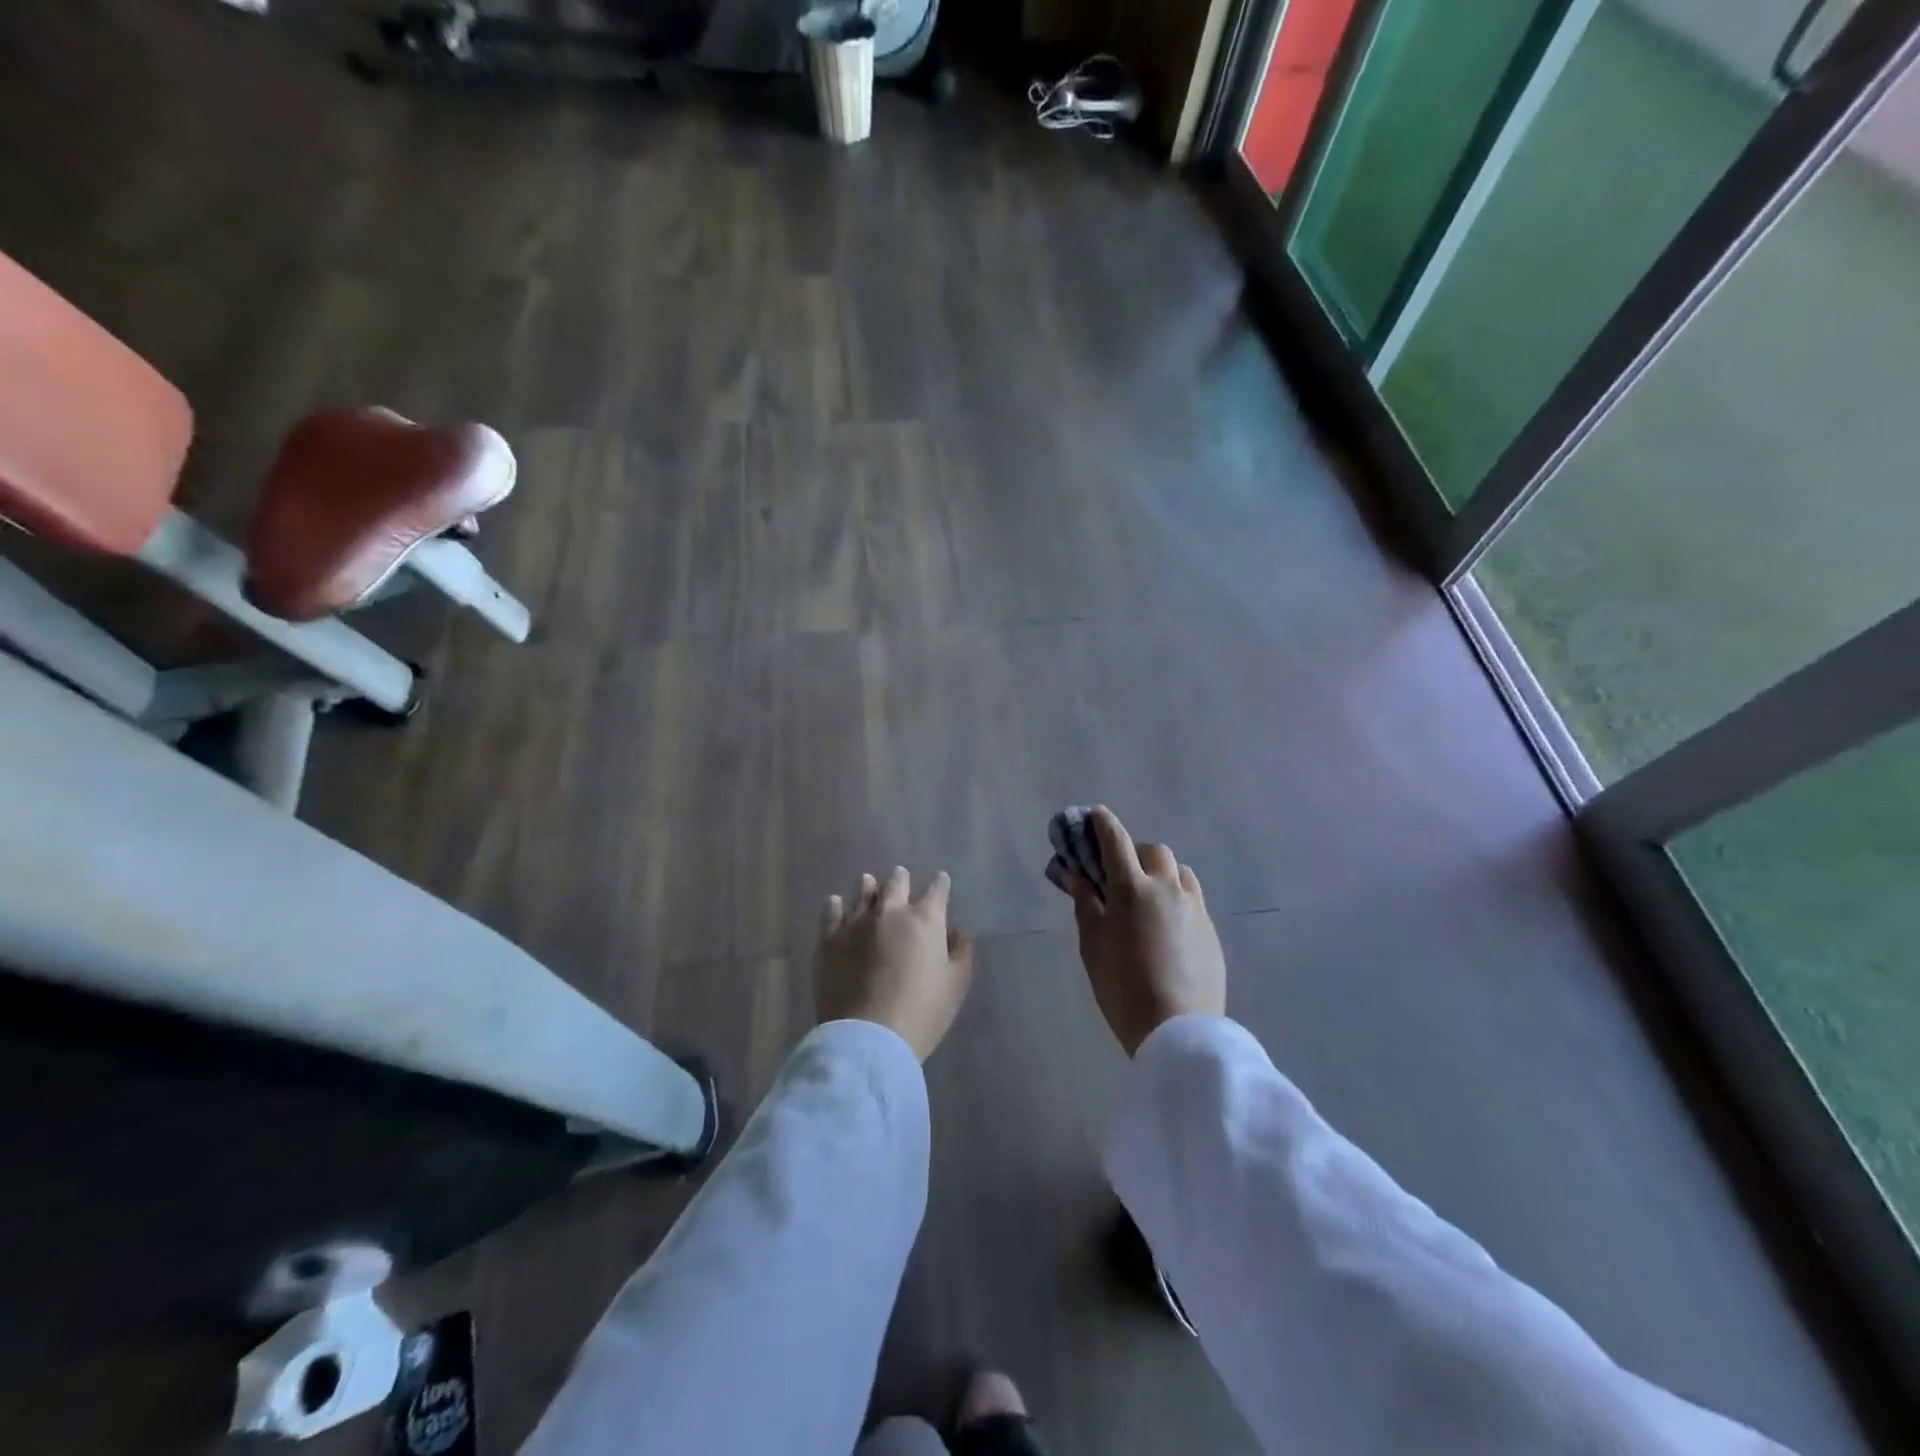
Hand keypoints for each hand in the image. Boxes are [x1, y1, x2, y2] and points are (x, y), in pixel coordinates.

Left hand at [813, 867, 974, 1061]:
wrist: (869, 1035)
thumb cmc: (922, 1012)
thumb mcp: (955, 986)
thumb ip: (961, 953)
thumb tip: (959, 932)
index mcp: (925, 920)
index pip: (937, 891)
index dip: (941, 884)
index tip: (941, 881)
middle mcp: (890, 912)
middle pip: (896, 885)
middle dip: (901, 879)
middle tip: (901, 875)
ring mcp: (856, 922)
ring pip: (863, 893)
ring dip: (869, 887)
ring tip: (868, 882)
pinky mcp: (829, 939)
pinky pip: (831, 913)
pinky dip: (835, 905)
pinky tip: (835, 902)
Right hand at [1065, 808, 1225, 1055]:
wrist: (1178, 1029)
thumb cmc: (1122, 986)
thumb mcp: (1092, 945)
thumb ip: (1086, 904)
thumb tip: (1078, 876)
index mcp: (1132, 887)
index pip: (1115, 840)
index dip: (1102, 823)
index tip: (1093, 815)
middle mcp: (1167, 887)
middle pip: (1153, 850)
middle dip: (1134, 852)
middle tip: (1118, 874)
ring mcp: (1194, 907)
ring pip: (1178, 872)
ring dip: (1160, 872)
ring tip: (1147, 897)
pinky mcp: (1211, 929)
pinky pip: (1192, 898)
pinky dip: (1176, 897)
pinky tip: (1167, 925)